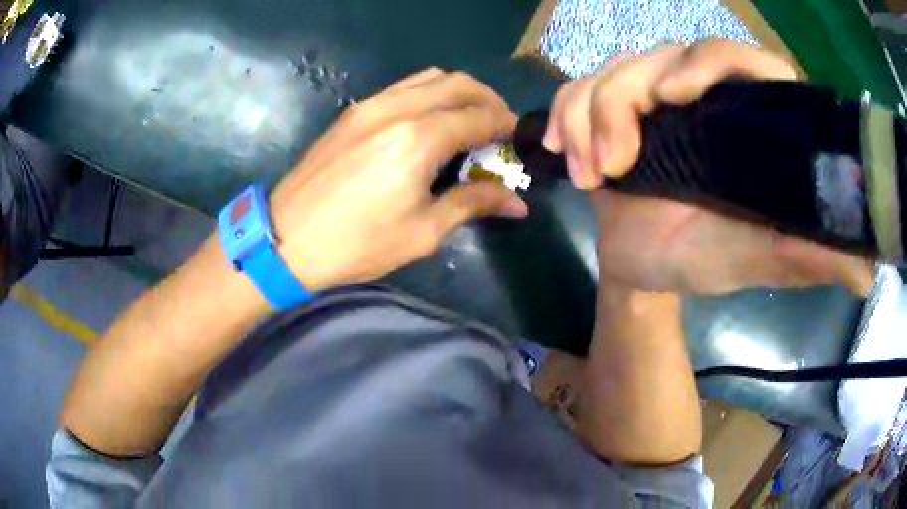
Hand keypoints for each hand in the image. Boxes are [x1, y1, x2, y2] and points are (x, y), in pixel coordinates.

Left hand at [268, 69, 527, 291]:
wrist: (287, 238)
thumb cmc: (357, 244)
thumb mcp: (423, 232)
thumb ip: (473, 204)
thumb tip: (517, 203)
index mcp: (418, 140)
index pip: (479, 118)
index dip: (506, 126)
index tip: (519, 140)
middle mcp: (398, 109)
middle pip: (459, 84)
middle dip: (489, 100)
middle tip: (500, 127)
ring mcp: (371, 105)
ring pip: (430, 77)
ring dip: (459, 92)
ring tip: (469, 120)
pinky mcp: (354, 111)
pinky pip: (403, 87)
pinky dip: (429, 94)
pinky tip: (431, 121)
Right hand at [544, 39, 873, 294]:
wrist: (643, 270)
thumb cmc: (705, 261)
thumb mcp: (760, 260)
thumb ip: (810, 257)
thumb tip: (867, 275)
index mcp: (746, 120)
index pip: (737, 58)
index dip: (708, 61)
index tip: (672, 97)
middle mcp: (701, 94)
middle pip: (662, 54)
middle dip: (625, 100)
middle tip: (616, 164)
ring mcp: (652, 95)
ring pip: (613, 69)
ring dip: (590, 116)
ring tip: (594, 175)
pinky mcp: (612, 107)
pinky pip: (578, 88)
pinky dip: (567, 117)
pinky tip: (569, 157)